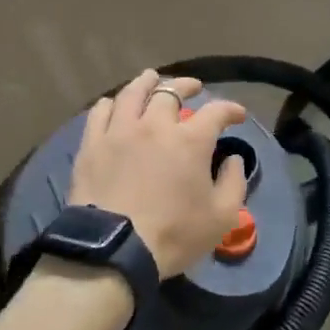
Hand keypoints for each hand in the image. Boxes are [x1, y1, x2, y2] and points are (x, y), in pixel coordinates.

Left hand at [69, 70, 249, 278]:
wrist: (113, 251)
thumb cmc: (173, 235)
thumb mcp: (221, 217)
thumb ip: (234, 183)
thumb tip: (234, 159)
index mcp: (190, 140)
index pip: (216, 111)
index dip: (230, 108)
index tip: (237, 114)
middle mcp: (155, 125)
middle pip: (171, 92)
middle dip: (187, 86)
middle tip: (194, 87)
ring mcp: (120, 131)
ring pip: (133, 92)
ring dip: (147, 82)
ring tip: (152, 78)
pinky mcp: (92, 144)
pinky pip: (101, 112)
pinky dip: (112, 103)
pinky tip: (116, 104)